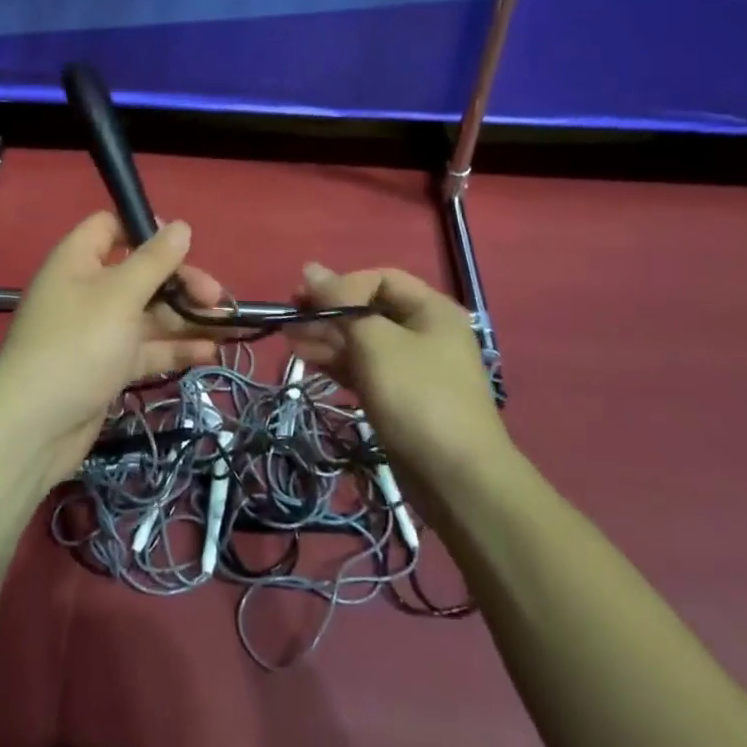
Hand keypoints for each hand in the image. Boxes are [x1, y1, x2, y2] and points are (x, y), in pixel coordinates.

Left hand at [0, 213, 224, 486]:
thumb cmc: (78, 345)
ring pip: (147, 314)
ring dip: (185, 317)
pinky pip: (145, 348)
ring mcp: (97, 331)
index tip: (184, 245)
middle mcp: (86, 290)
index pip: (112, 227)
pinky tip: (209, 353)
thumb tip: (181, 227)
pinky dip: (174, 348)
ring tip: (228, 325)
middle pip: (139, 273)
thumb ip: (154, 261)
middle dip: (180, 282)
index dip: (147, 230)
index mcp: (78, 260)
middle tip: (216, 297)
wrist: (34, 428)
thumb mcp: (120, 295)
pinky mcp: (106, 367)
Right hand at [289, 264, 511, 495]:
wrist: (457, 479)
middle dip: (329, 312)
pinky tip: (307, 360)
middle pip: (369, 310)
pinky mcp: (401, 398)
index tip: (308, 299)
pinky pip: (364, 369)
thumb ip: (340, 303)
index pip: (379, 279)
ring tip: (289, 340)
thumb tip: (310, 267)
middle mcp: (425, 333)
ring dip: (326, 338)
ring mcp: (413, 368)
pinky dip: (337, 363)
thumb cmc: (417, 396)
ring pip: (363, 341)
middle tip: (290, 318)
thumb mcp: (375, 341)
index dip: (342, 284)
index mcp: (431, 310)